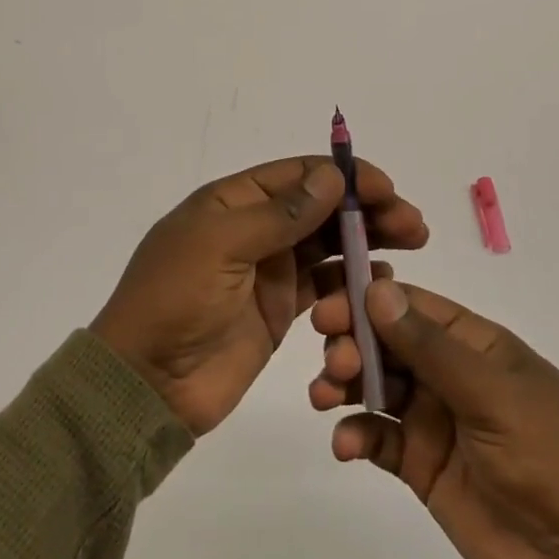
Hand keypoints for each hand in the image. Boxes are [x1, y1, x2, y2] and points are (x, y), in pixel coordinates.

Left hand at [94, 157, 426, 435]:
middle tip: (413, 225)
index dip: (345, 177)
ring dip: (366, 243)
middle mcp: (254, 229)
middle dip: (367, 210)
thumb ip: (279, 213)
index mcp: (232, 202)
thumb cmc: (175, 300)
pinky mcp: (278, 310)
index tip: (387, 189)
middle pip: (320, 208)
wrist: (146, 383)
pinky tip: (378, 287)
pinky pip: (324, 288)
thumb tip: (333, 177)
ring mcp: (268, 270)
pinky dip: (351, 284)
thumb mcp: (220, 245)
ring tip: (408, 249)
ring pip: (328, 245)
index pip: (298, 175)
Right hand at [310, 278, 558, 558]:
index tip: (328, 306)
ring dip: (344, 384)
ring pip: (375, 385)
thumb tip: (376, 288)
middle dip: (353, 343)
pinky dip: (356, 435)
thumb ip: (430, 345)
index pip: (413, 306)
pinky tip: (346, 445)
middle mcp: (450, 374)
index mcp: (476, 344)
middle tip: (333, 360)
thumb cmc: (549, 459)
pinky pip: (378, 437)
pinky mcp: (421, 465)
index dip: (368, 300)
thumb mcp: (492, 394)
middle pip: (387, 342)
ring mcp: (434, 419)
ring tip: (325, 397)